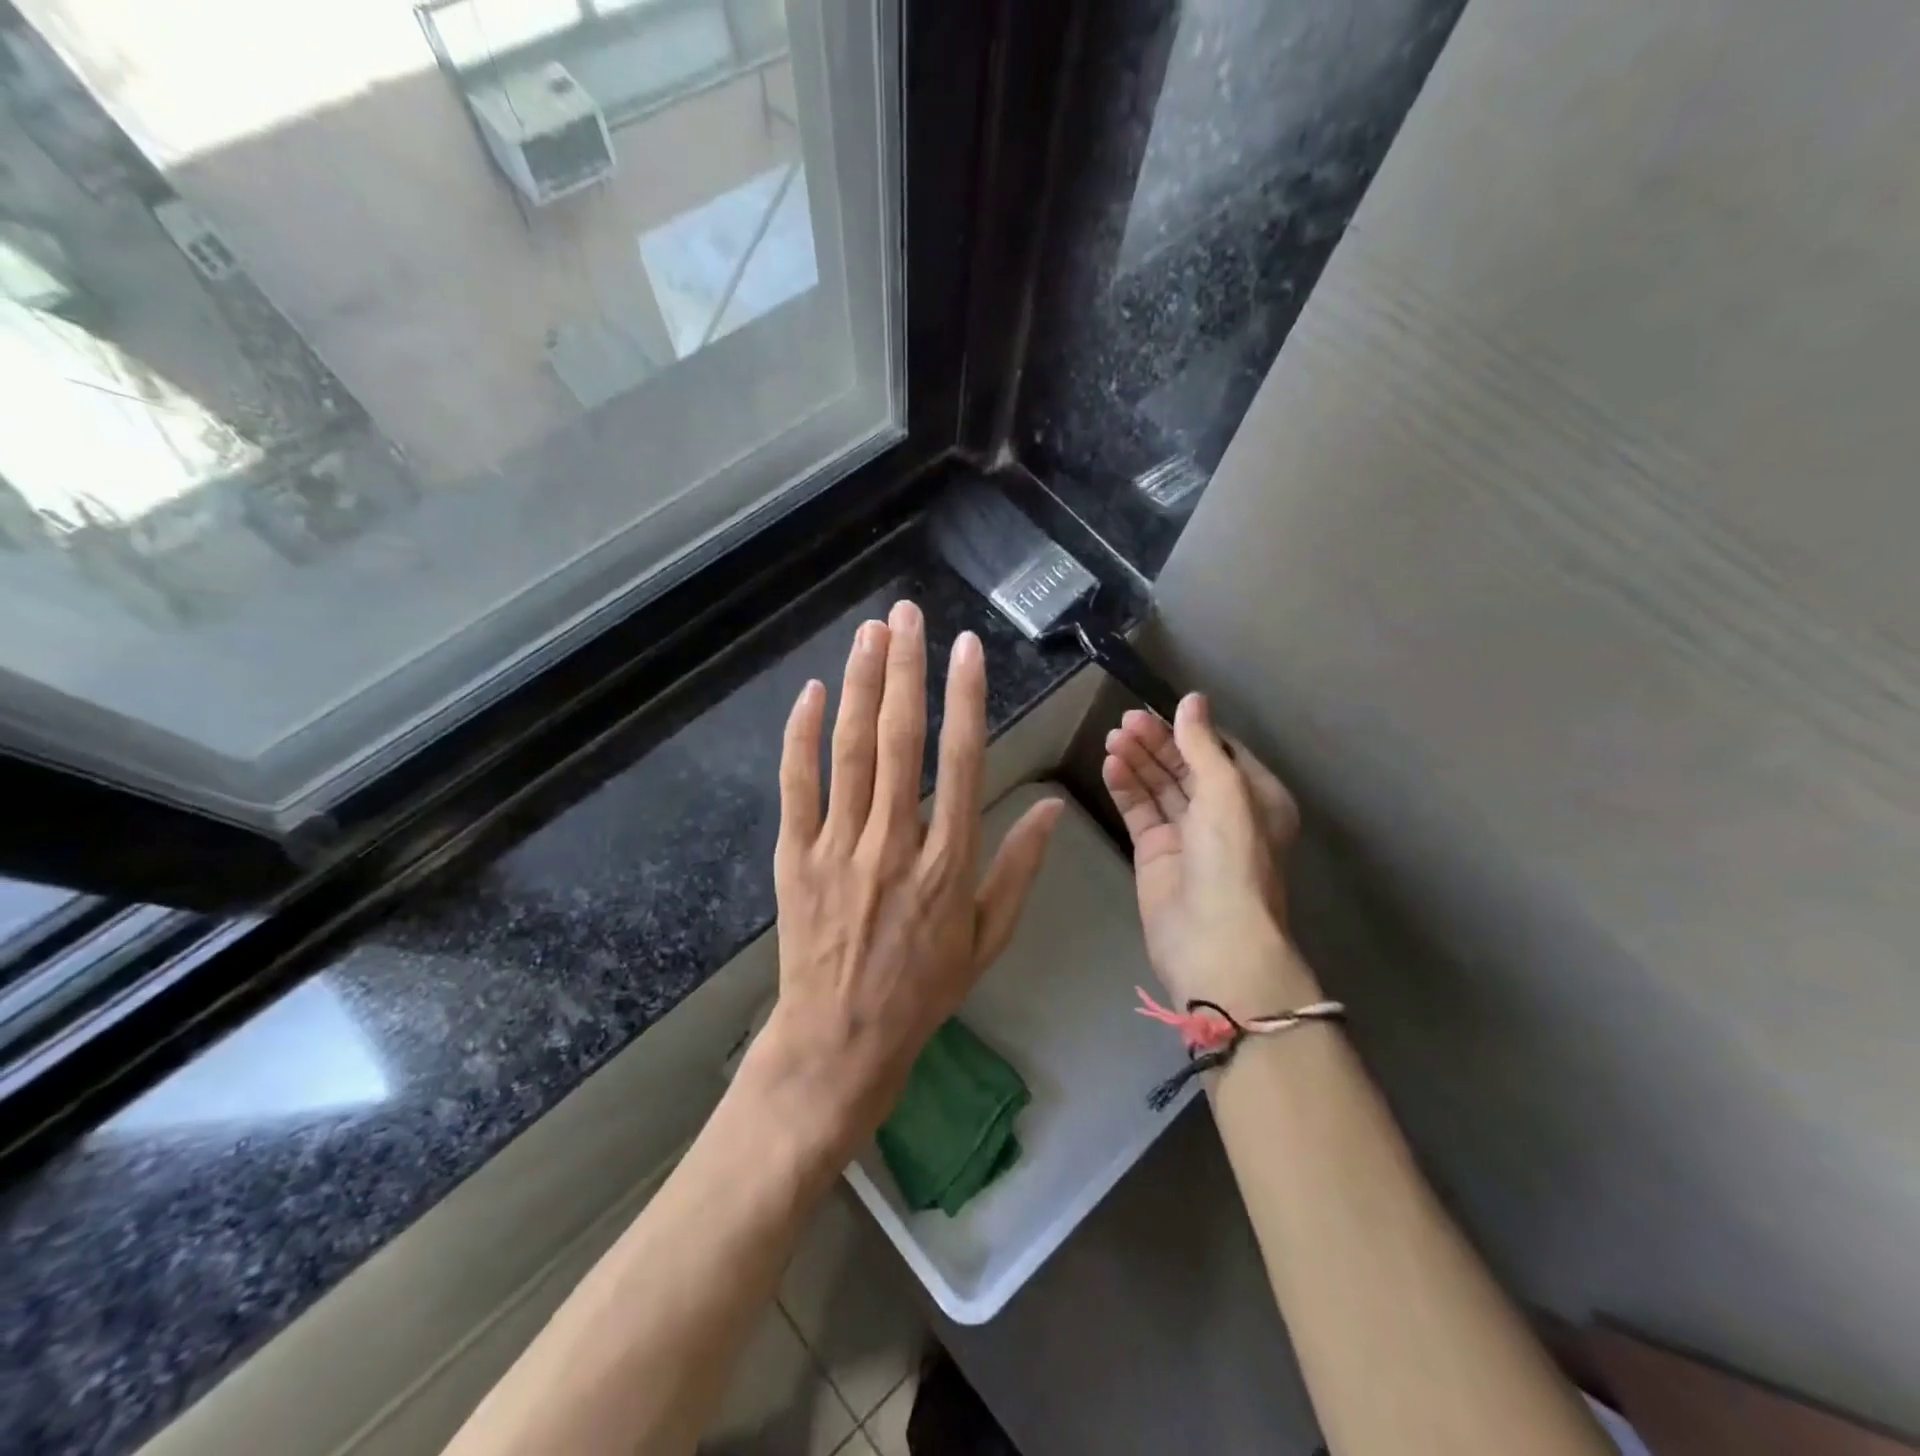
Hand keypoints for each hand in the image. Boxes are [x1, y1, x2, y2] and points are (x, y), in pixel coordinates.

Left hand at [751, 600, 1062, 1160]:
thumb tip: (1054, 809)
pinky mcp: (795, 856)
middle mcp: (895, 843)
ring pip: (851, 751)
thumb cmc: (923, 989)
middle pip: (900, 740)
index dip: (965, 699)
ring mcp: (839, 847)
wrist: (841, 1039)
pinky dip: (803, 736)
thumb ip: (1020, 870)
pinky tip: (813, 692)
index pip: (962, 762)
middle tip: (908, 614)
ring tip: (870, 633)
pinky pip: (797, 785)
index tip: (967, 649)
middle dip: (906, 669)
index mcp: (949, 862)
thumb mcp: (988, 939)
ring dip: (861, 686)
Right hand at [1102, 695, 1316, 1013]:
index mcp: (1255, 798)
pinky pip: (1139, 811)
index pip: (1220, 751)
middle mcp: (1222, 814)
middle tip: (1124, 721)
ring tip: (1112, 737)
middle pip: (1185, 766)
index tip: (1157, 709)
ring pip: (1159, 787)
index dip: (1189, 730)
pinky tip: (1110, 765)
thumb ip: (1203, 745)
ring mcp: (1187, 835)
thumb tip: (1192, 699)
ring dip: (1138, 761)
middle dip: (1157, 742)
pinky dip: (1125, 788)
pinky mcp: (1155, 853)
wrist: (1211, 939)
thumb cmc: (1231, 859)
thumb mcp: (1225, 793)